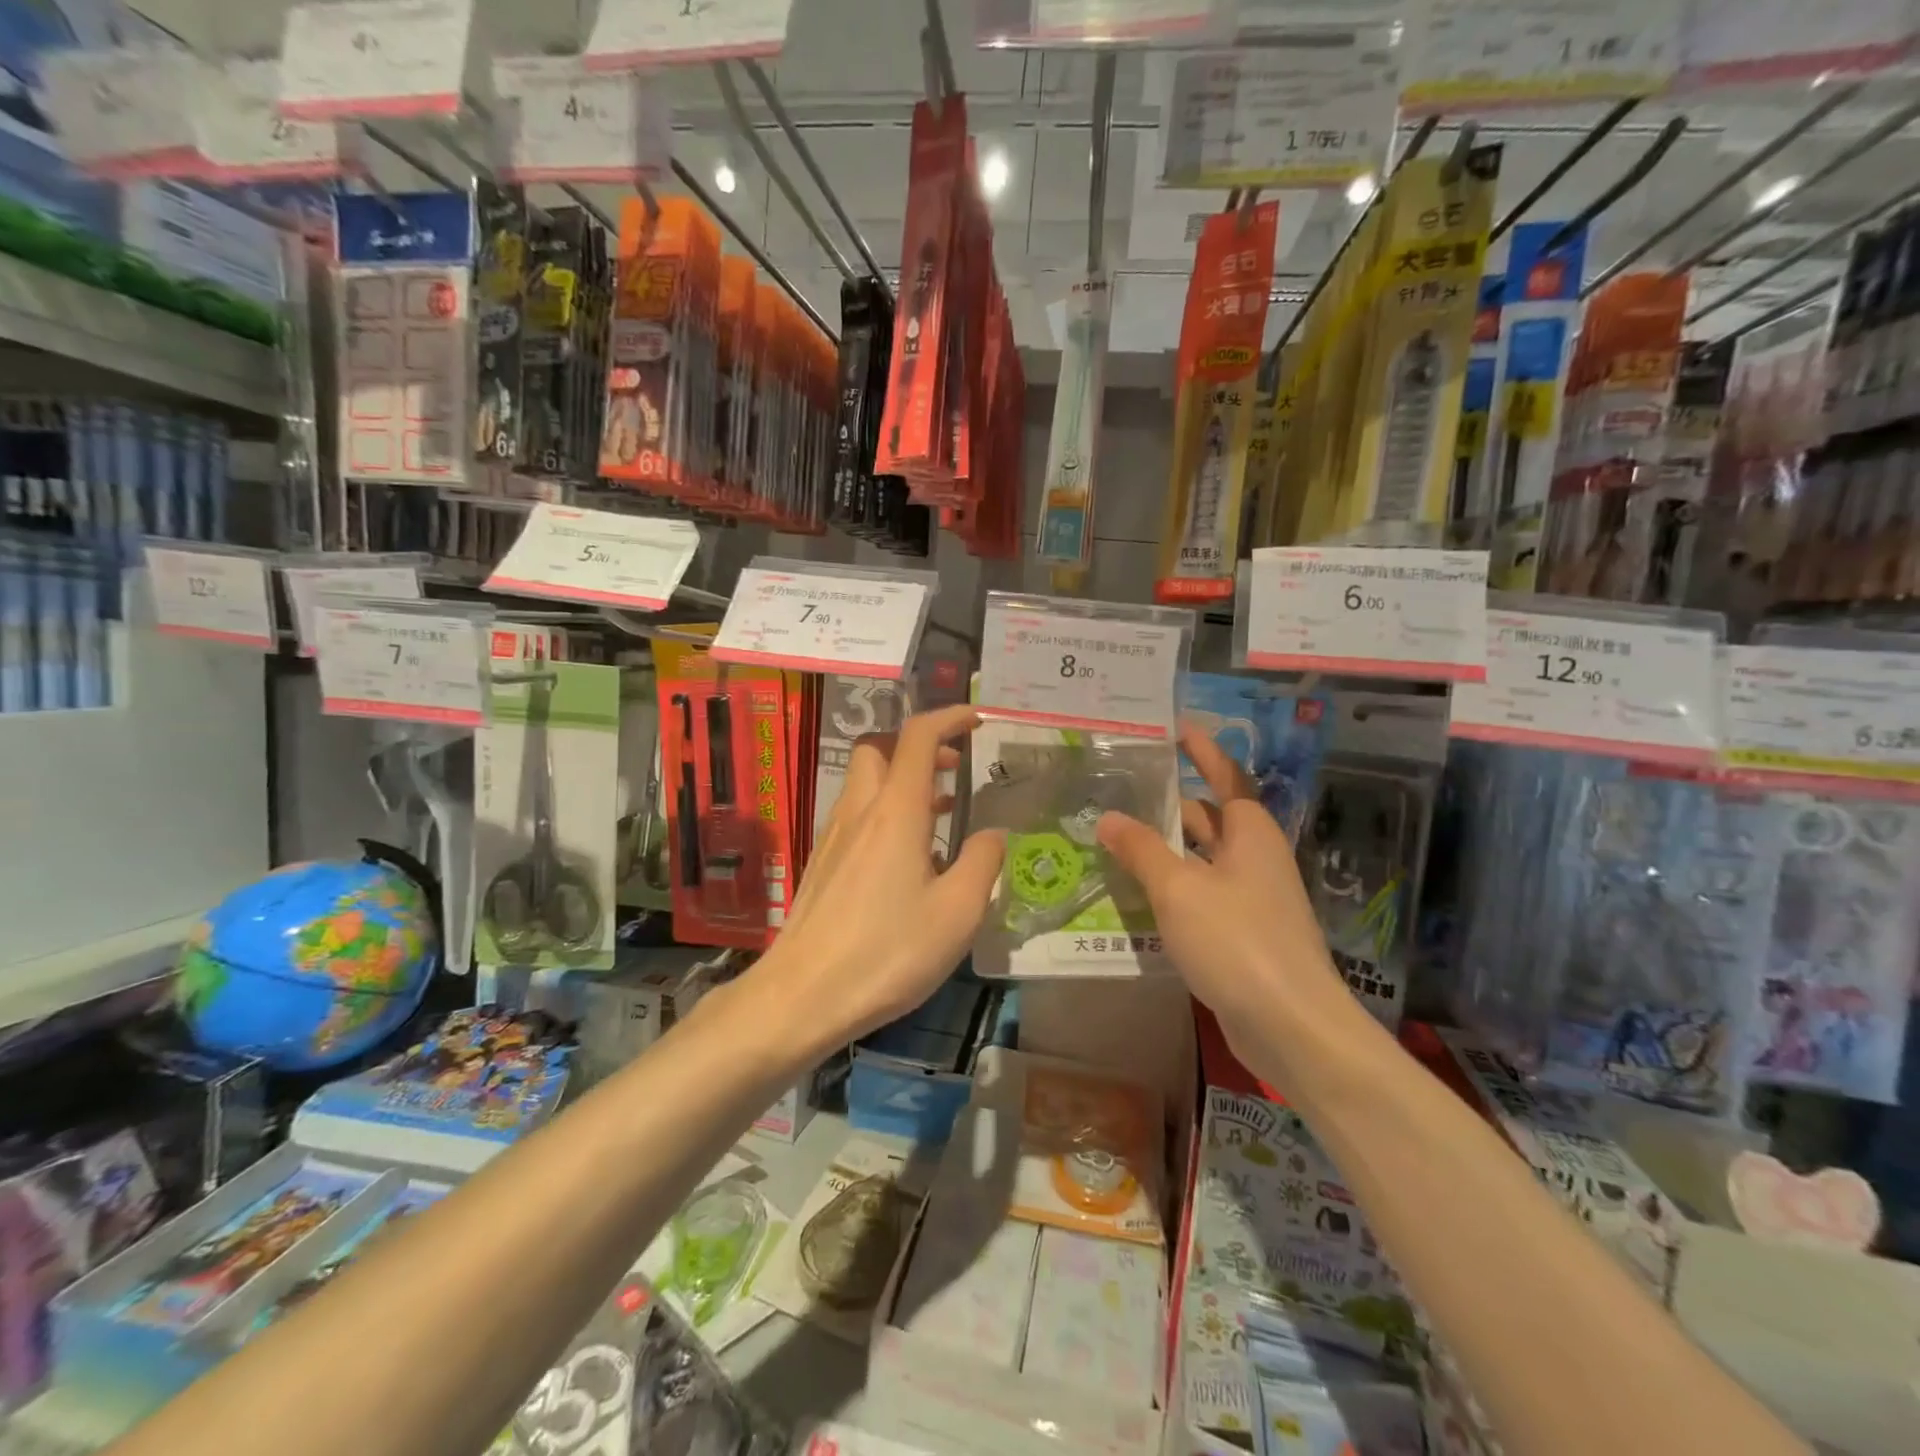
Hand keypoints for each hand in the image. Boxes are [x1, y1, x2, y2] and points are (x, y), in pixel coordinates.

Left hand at [749, 704, 1004, 1050]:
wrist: (802, 995)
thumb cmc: (887, 952)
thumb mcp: (957, 913)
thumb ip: (982, 863)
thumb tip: (993, 834)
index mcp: (895, 811)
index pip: (918, 736)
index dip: (948, 717)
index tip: (976, 720)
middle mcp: (859, 811)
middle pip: (879, 747)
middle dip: (918, 744)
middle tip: (953, 768)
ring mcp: (834, 836)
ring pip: (866, 781)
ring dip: (903, 779)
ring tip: (941, 812)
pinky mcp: (823, 863)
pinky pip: (857, 814)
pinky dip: (886, 810)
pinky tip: (908, 856)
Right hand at [1096, 725, 1345, 1028]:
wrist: (1291, 1027)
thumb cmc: (1238, 941)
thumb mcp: (1179, 889)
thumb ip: (1141, 850)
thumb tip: (1109, 818)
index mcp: (1250, 834)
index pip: (1226, 776)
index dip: (1202, 751)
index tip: (1176, 728)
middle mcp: (1255, 859)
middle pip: (1210, 818)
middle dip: (1170, 803)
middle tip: (1122, 790)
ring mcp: (1252, 899)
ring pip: (1202, 860)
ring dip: (1166, 849)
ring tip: (1117, 838)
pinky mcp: (1243, 935)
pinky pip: (1201, 896)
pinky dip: (1172, 888)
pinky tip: (1138, 894)